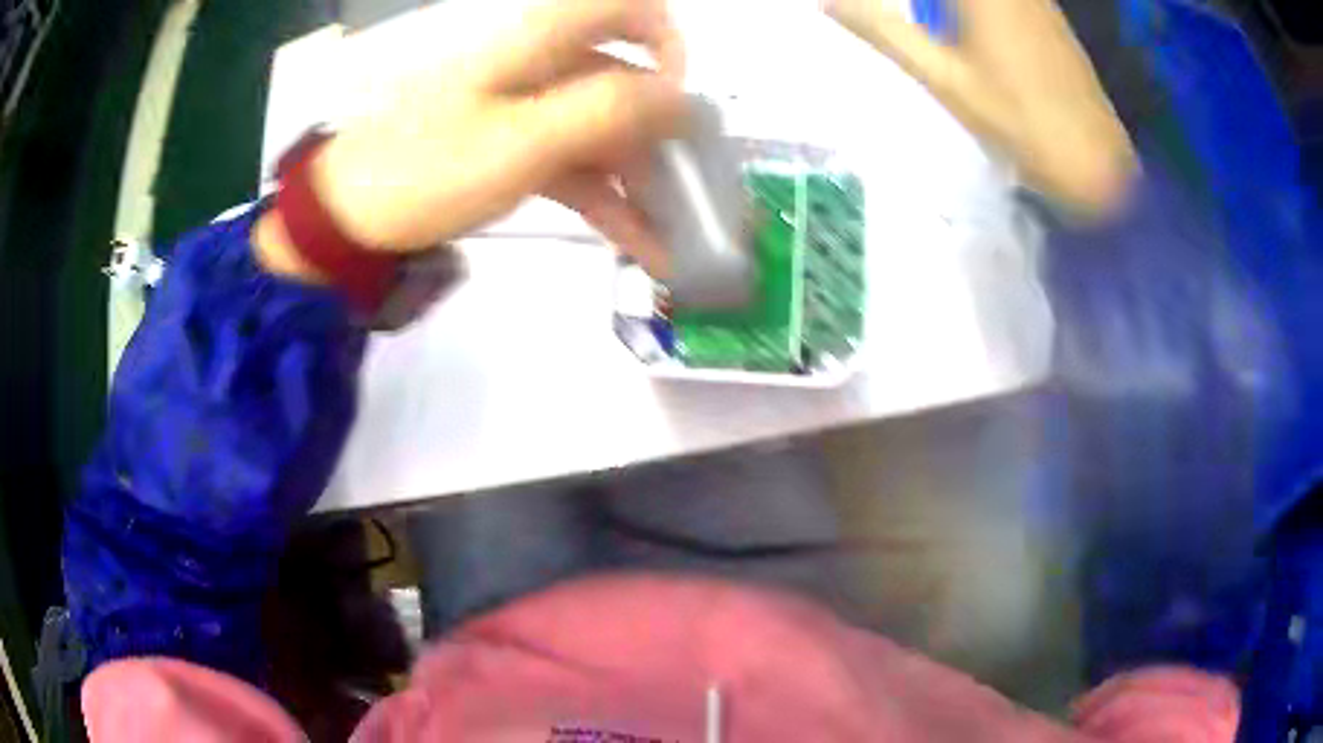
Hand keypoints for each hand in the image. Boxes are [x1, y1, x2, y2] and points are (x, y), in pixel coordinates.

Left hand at [257, 0, 685, 281]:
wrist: (349, 218)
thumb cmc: (425, 170)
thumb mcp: (518, 140)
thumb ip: (604, 110)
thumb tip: (679, 97)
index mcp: (538, 43)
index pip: (622, 5)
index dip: (665, 39)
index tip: (677, 97)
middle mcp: (541, 66)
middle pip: (625, 79)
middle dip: (665, 134)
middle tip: (693, 193)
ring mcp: (528, 110)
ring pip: (605, 130)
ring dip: (642, 181)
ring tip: (674, 239)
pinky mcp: (517, 148)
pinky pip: (578, 165)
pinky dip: (609, 200)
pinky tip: (640, 244)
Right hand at [824, 0, 1135, 216]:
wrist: (1097, 164)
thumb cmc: (1020, 123)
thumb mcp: (944, 78)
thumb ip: (884, 31)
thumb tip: (826, 2)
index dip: (915, 2)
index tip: (866, 7)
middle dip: (926, 4)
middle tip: (891, 18)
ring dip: (945, 6)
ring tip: (925, 20)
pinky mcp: (1048, 16)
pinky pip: (1005, 0)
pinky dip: (970, 9)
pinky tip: (957, 23)